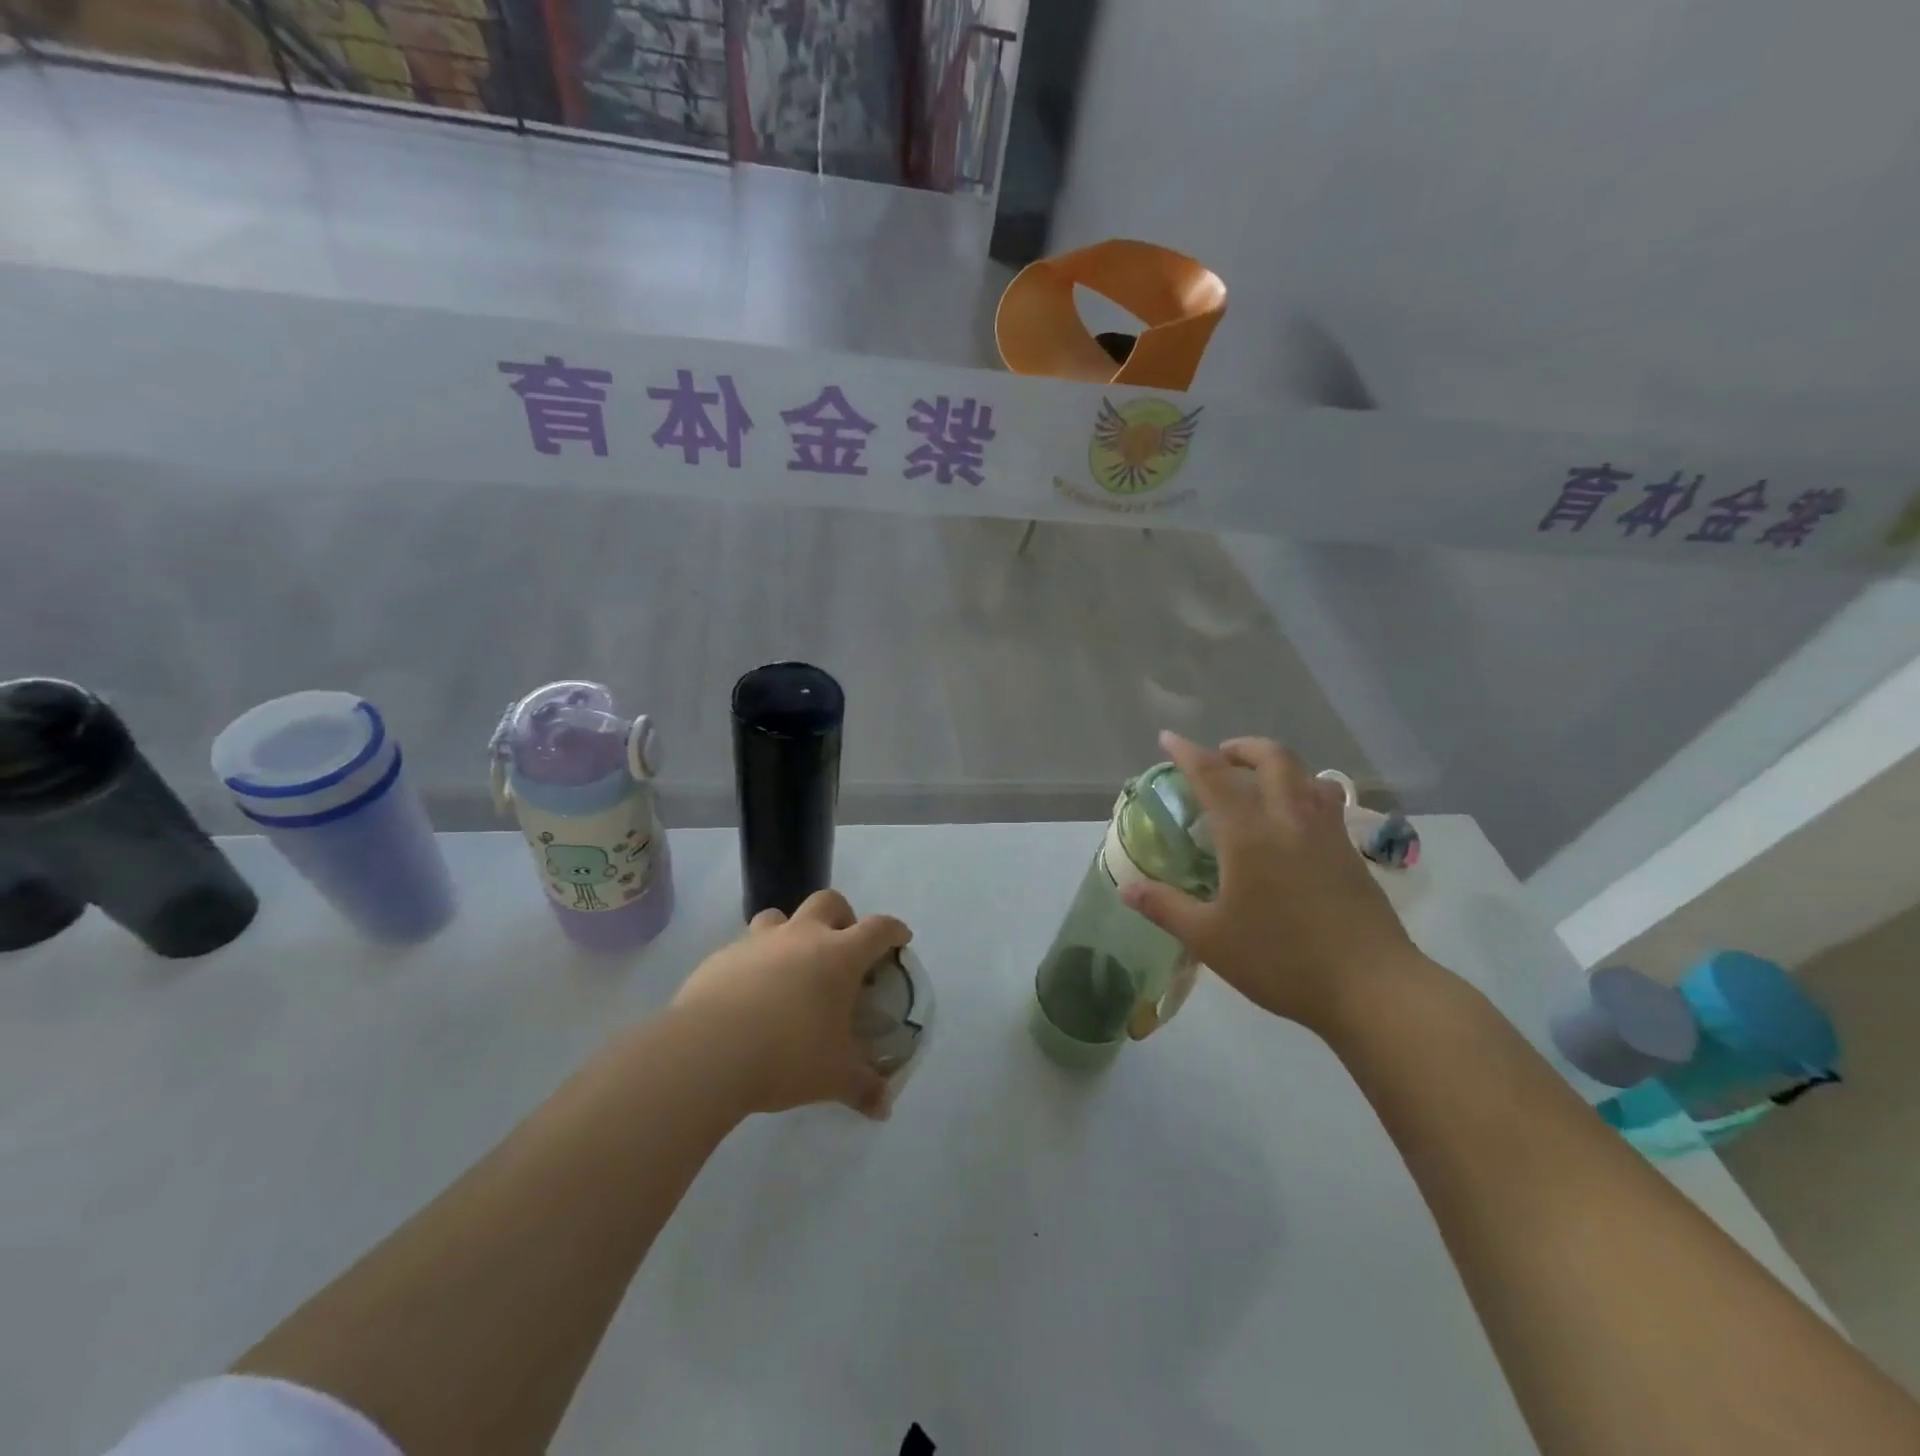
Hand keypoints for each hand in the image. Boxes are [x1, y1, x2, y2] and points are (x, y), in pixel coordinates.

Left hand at [669, 890, 910, 1118]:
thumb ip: (863, 1088)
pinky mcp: (721, 958)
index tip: (900, 939)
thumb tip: (883, 1107)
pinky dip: (753, 962)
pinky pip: (743, 948)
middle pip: (828, 902)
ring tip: (790, 967)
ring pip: (779, 917)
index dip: (893, 930)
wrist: (708, 1052)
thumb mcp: (834, 1077)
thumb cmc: (787, 1055)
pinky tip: (748, 996)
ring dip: (791, 932)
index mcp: (839, 956)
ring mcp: (757, 942)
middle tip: (842, 946)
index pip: (878, 929)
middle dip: (842, 916)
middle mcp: (801, 937)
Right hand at [1121, 731, 1428, 1033]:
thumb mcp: (1210, 939)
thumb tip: (1126, 888)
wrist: (1372, 987)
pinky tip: (1294, 826)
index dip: (1188, 752)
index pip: (1213, 776)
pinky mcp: (1351, 854)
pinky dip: (1304, 794)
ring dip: (1279, 766)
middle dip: (1243, 747)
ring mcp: (1327, 834)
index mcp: (1249, 834)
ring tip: (1261, 784)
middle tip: (1221, 757)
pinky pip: (1326, 803)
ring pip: (1307, 776)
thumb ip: (1166, 907)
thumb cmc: (1281, 960)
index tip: (1169, 738)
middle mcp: (1290, 820)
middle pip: (1272, 758)